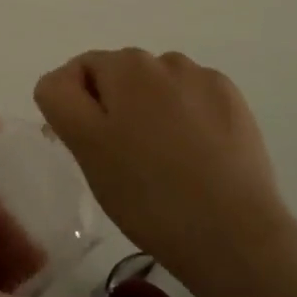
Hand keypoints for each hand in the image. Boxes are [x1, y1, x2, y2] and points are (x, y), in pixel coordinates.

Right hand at [35, 49, 295, 296]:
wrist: (234, 236)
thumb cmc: (147, 193)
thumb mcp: (85, 146)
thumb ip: (60, 98)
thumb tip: (65, 79)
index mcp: (126, 64)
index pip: (80, 71)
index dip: (76, 109)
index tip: (88, 151)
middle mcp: (166, 59)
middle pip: (121, 77)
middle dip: (115, 110)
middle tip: (123, 164)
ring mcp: (206, 81)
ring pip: (159, 90)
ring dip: (151, 113)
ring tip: (162, 165)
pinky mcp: (236, 105)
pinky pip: (194, 103)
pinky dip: (187, 122)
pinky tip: (195, 161)